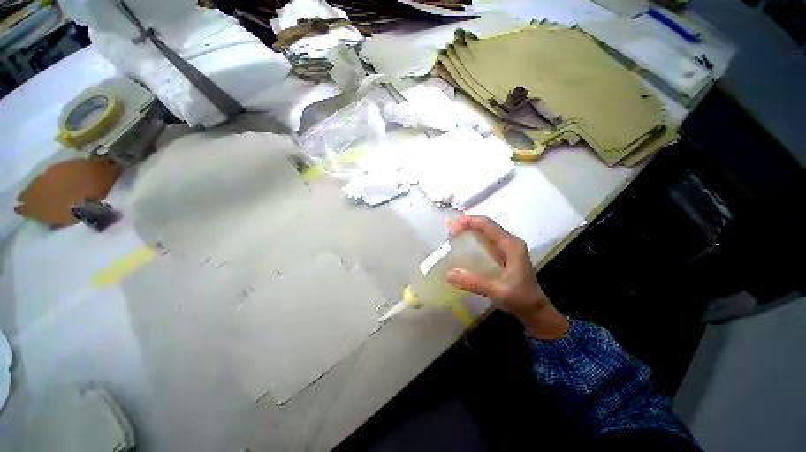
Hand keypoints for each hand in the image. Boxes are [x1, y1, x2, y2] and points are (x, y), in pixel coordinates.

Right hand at [446, 216, 568, 339]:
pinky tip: (464, 247)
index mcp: (511, 245)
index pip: (487, 225)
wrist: (535, 310)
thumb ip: (474, 282)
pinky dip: (474, 240)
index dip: (469, 221)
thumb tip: (448, 274)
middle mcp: (510, 242)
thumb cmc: (520, 299)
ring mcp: (508, 248)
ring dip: (470, 231)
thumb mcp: (497, 291)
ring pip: (486, 232)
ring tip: (453, 236)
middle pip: (486, 225)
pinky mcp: (504, 255)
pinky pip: (487, 241)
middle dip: (467, 225)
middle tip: (449, 232)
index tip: (452, 227)